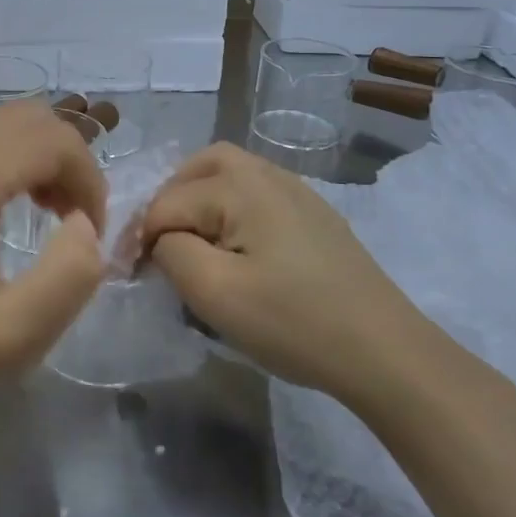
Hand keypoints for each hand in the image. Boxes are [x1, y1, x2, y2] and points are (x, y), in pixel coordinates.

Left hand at [0, 100, 107, 409]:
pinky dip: (5, 152)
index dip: (88, 178)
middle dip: (67, 158)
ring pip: (0, 119)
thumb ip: (73, 271)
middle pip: (27, 117)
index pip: (52, 140)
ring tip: (47, 208)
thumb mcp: (23, 333)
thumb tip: (86, 221)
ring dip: (37, 153)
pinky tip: (7, 201)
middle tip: (75, 216)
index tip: (93, 229)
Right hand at [140, 143, 439, 403]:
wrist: (383, 350)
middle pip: (200, 166)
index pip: (167, 203)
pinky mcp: (314, 214)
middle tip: (158, 242)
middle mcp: (268, 174)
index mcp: (240, 187)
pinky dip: (230, 206)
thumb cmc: (293, 322)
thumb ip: (171, 252)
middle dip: (169, 199)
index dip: (142, 239)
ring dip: (199, 198)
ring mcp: (297, 191)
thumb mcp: (215, 293)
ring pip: (230, 172)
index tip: (132, 277)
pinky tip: (235, 246)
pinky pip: (257, 191)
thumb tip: (161, 239)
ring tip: (189, 241)